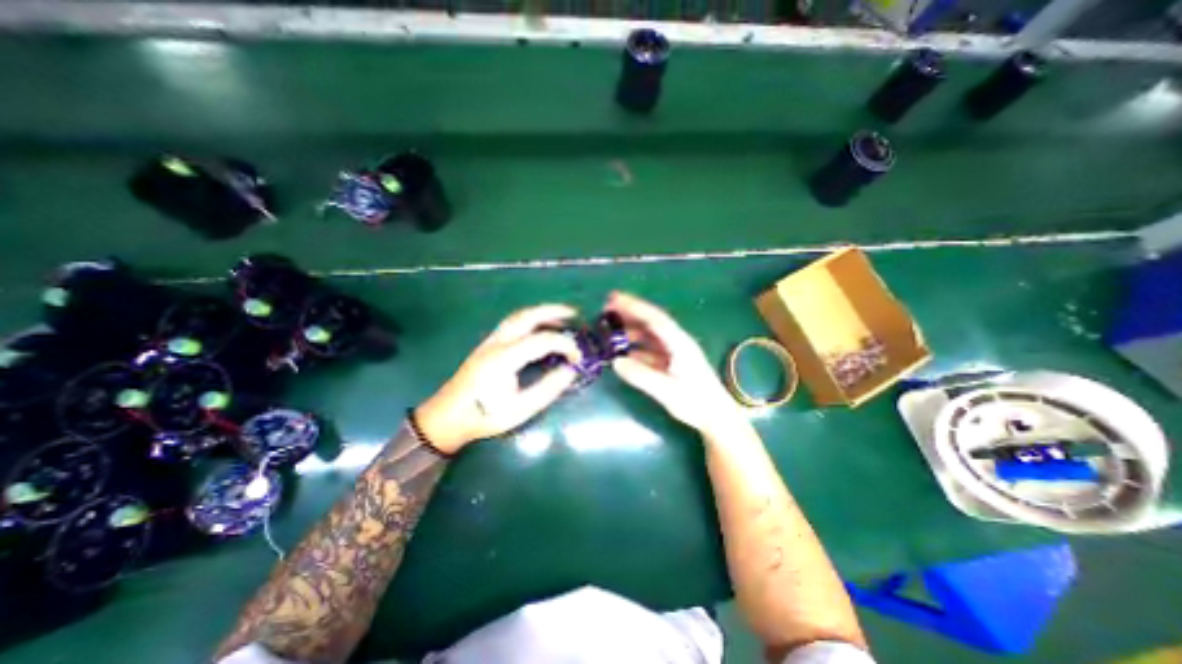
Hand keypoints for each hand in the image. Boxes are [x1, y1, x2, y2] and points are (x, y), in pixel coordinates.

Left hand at [414, 304, 579, 451]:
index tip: (578, 357)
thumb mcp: (519, 410)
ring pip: (518, 316)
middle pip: (527, 316)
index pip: (542, 340)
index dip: (565, 344)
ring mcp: (490, 341)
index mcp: (505, 358)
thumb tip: (570, 371)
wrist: (446, 417)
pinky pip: (512, 324)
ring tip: (561, 318)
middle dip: (553, 311)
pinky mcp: (488, 345)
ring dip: (541, 313)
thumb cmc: (484, 416)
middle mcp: (497, 343)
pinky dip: (531, 320)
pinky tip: (539, 329)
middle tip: (574, 314)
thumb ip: (547, 389)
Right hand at [604, 292, 740, 438]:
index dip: (635, 307)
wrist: (717, 417)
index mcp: (679, 343)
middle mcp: (677, 342)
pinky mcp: (671, 363)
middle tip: (607, 307)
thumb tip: (615, 362)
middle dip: (630, 312)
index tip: (615, 299)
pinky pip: (650, 350)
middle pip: (651, 322)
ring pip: (650, 335)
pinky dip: (635, 347)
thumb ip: (642, 376)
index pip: (654, 319)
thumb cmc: (696, 402)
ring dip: (631, 329)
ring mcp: (674, 352)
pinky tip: (622, 353)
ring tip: (610, 328)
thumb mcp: (667, 391)